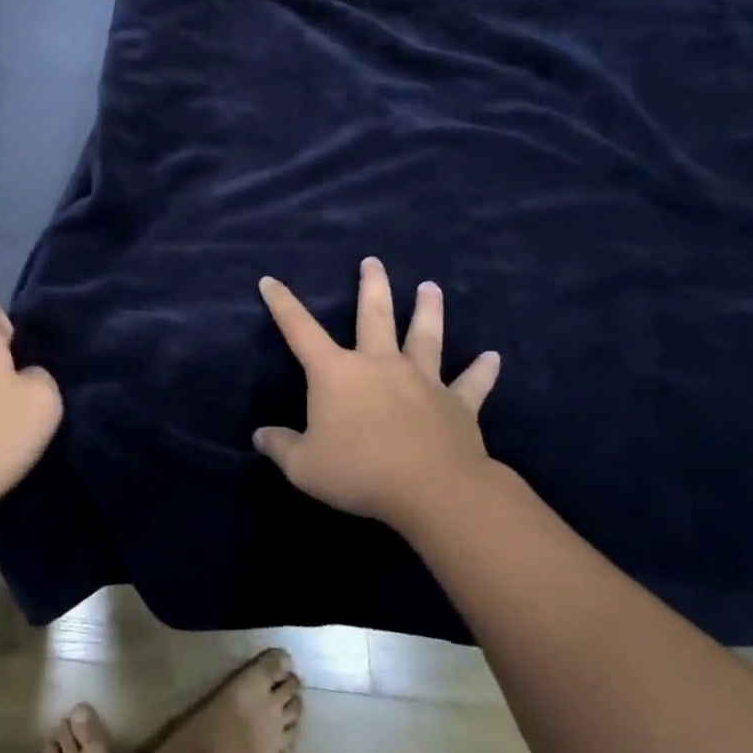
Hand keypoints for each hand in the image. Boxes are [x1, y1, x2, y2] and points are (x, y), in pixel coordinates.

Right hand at [253, 258, 500, 531]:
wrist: (434, 491)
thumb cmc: (361, 472)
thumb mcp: (305, 467)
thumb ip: (281, 448)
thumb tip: (259, 437)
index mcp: (336, 373)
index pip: (300, 329)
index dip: (282, 304)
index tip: (270, 280)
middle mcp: (379, 364)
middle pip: (375, 315)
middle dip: (372, 286)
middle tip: (373, 261)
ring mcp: (422, 380)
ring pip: (425, 337)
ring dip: (428, 310)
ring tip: (430, 287)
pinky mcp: (457, 404)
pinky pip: (471, 383)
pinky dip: (482, 370)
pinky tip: (493, 357)